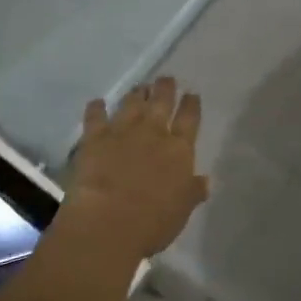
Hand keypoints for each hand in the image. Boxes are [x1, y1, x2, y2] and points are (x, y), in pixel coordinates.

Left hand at [62, 77, 209, 262]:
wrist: (108, 222)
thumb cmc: (152, 222)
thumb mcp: (182, 210)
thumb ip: (193, 191)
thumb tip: (206, 180)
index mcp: (179, 150)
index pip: (189, 119)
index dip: (191, 104)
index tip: (192, 94)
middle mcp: (153, 132)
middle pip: (162, 102)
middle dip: (166, 88)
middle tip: (166, 79)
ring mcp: (122, 131)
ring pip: (132, 103)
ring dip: (137, 94)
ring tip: (140, 87)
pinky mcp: (94, 137)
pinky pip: (95, 116)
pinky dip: (96, 108)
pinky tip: (97, 102)